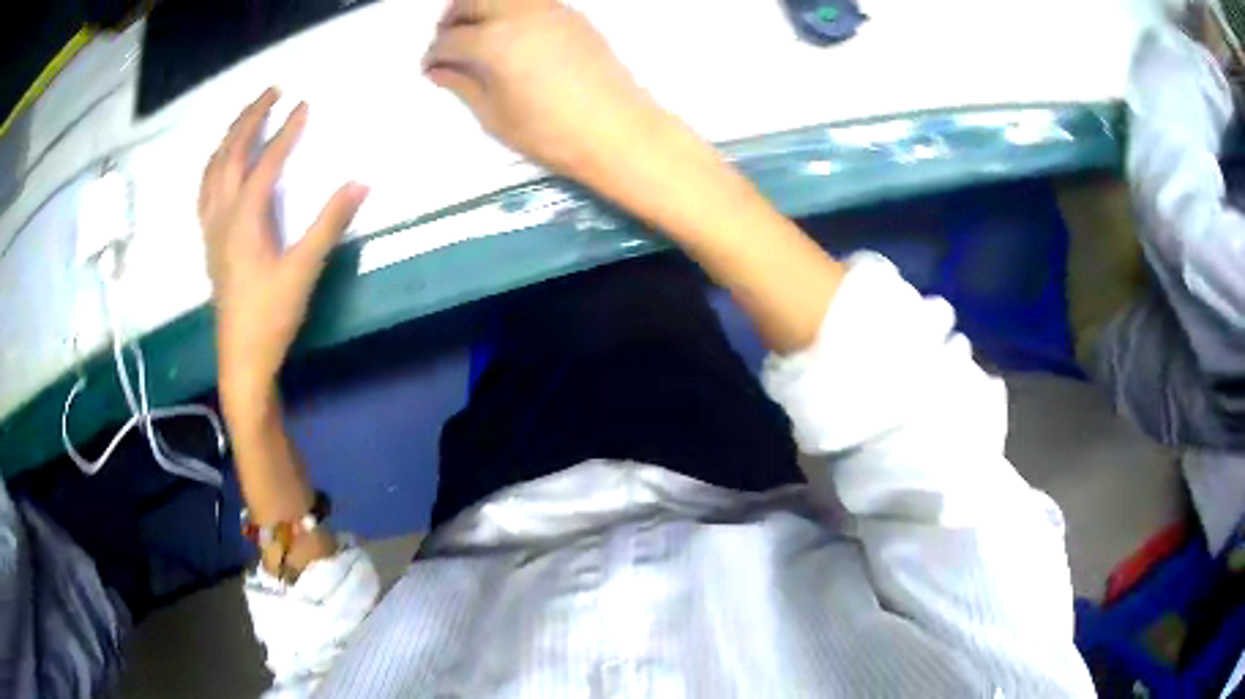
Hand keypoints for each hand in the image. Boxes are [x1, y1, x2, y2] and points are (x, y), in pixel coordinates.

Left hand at [198, 88, 368, 414]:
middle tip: (272, 91)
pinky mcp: (210, 242)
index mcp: (243, 220)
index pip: (265, 163)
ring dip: (228, 136)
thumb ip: (329, 224)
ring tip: (245, 116)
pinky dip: (213, 165)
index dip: (285, 132)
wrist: (241, 357)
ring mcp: (211, 229)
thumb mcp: (303, 271)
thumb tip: (361, 182)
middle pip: (229, 154)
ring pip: (212, 170)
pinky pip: (205, 190)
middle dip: (249, 118)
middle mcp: (222, 216)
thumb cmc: (270, 316)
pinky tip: (221, 164)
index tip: (304, 104)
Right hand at [424, 0, 658, 179]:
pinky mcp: (573, 16)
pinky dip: (510, 9)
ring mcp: (550, 11)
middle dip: (452, 18)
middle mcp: (520, 15)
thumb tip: (439, 71)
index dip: (433, 54)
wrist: (618, 131)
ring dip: (481, 7)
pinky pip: (530, 1)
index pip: (449, 39)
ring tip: (476, 33)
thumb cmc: (551, 133)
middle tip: (446, 40)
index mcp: (494, 42)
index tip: (430, 67)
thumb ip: (462, 85)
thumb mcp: (494, 115)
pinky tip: (510, 34)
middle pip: (473, 0)